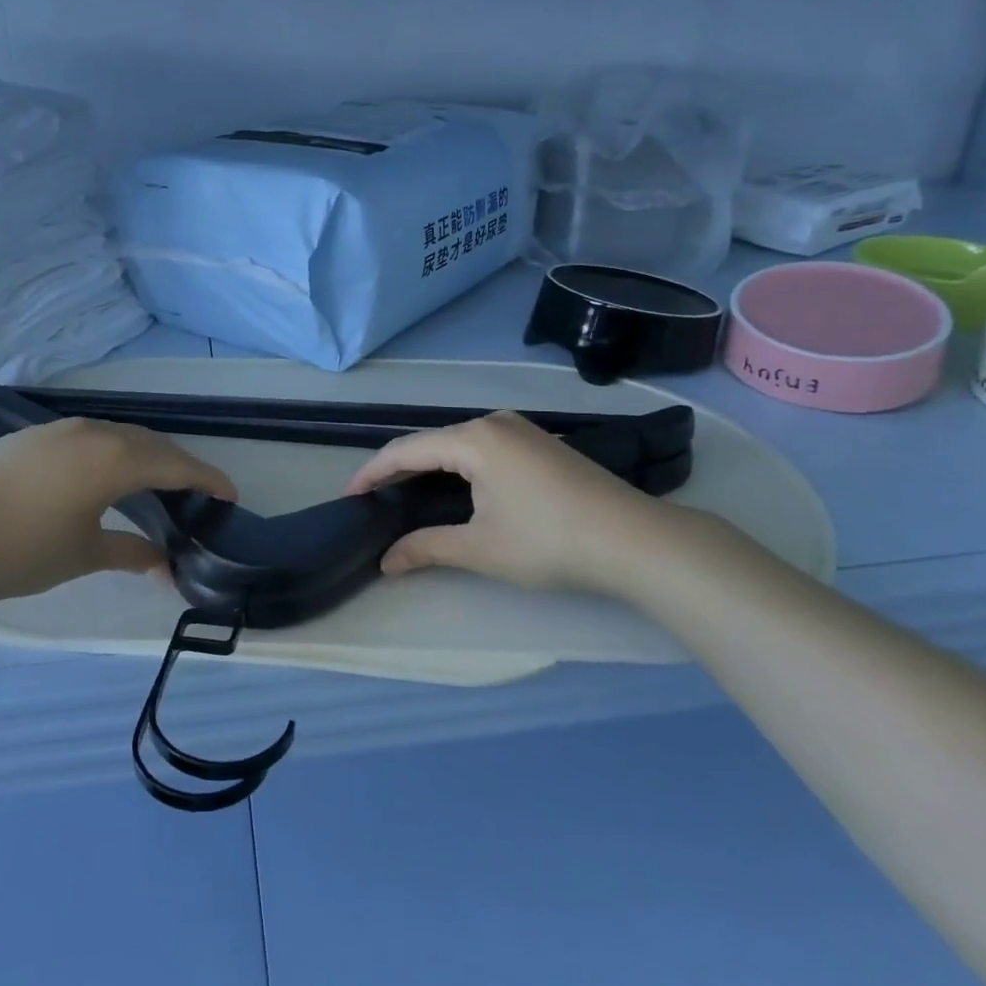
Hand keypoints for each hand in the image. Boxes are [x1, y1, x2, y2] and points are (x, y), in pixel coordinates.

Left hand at [0, 418, 236, 608]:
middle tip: (198, 490)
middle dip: (179, 464)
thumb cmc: (22, 552)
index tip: (230, 494)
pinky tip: (106, 472)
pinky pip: (90, 435)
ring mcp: (60, 429)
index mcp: (113, 459)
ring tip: (157, 481)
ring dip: (145, 453)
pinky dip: (113, 449)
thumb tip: (164, 564)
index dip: (207, 478)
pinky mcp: (34, 435)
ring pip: (119, 434)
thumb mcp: (83, 554)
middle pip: (151, 443)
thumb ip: (130, 552)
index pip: (175, 465)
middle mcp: (93, 432)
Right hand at [344, 411, 725, 600]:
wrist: (637, 542)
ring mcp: (522, 431)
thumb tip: (386, 561)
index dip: (373, 473)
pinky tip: (455, 490)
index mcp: (474, 439)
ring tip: (406, 496)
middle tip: (374, 500)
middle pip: (431, 443)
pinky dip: (459, 468)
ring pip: (459, 445)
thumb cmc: (549, 542)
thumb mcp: (480, 548)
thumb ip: (426, 548)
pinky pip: (484, 449)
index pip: (406, 450)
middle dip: (399, 471)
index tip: (349, 496)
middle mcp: (494, 423)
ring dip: (430, 469)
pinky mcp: (542, 445)